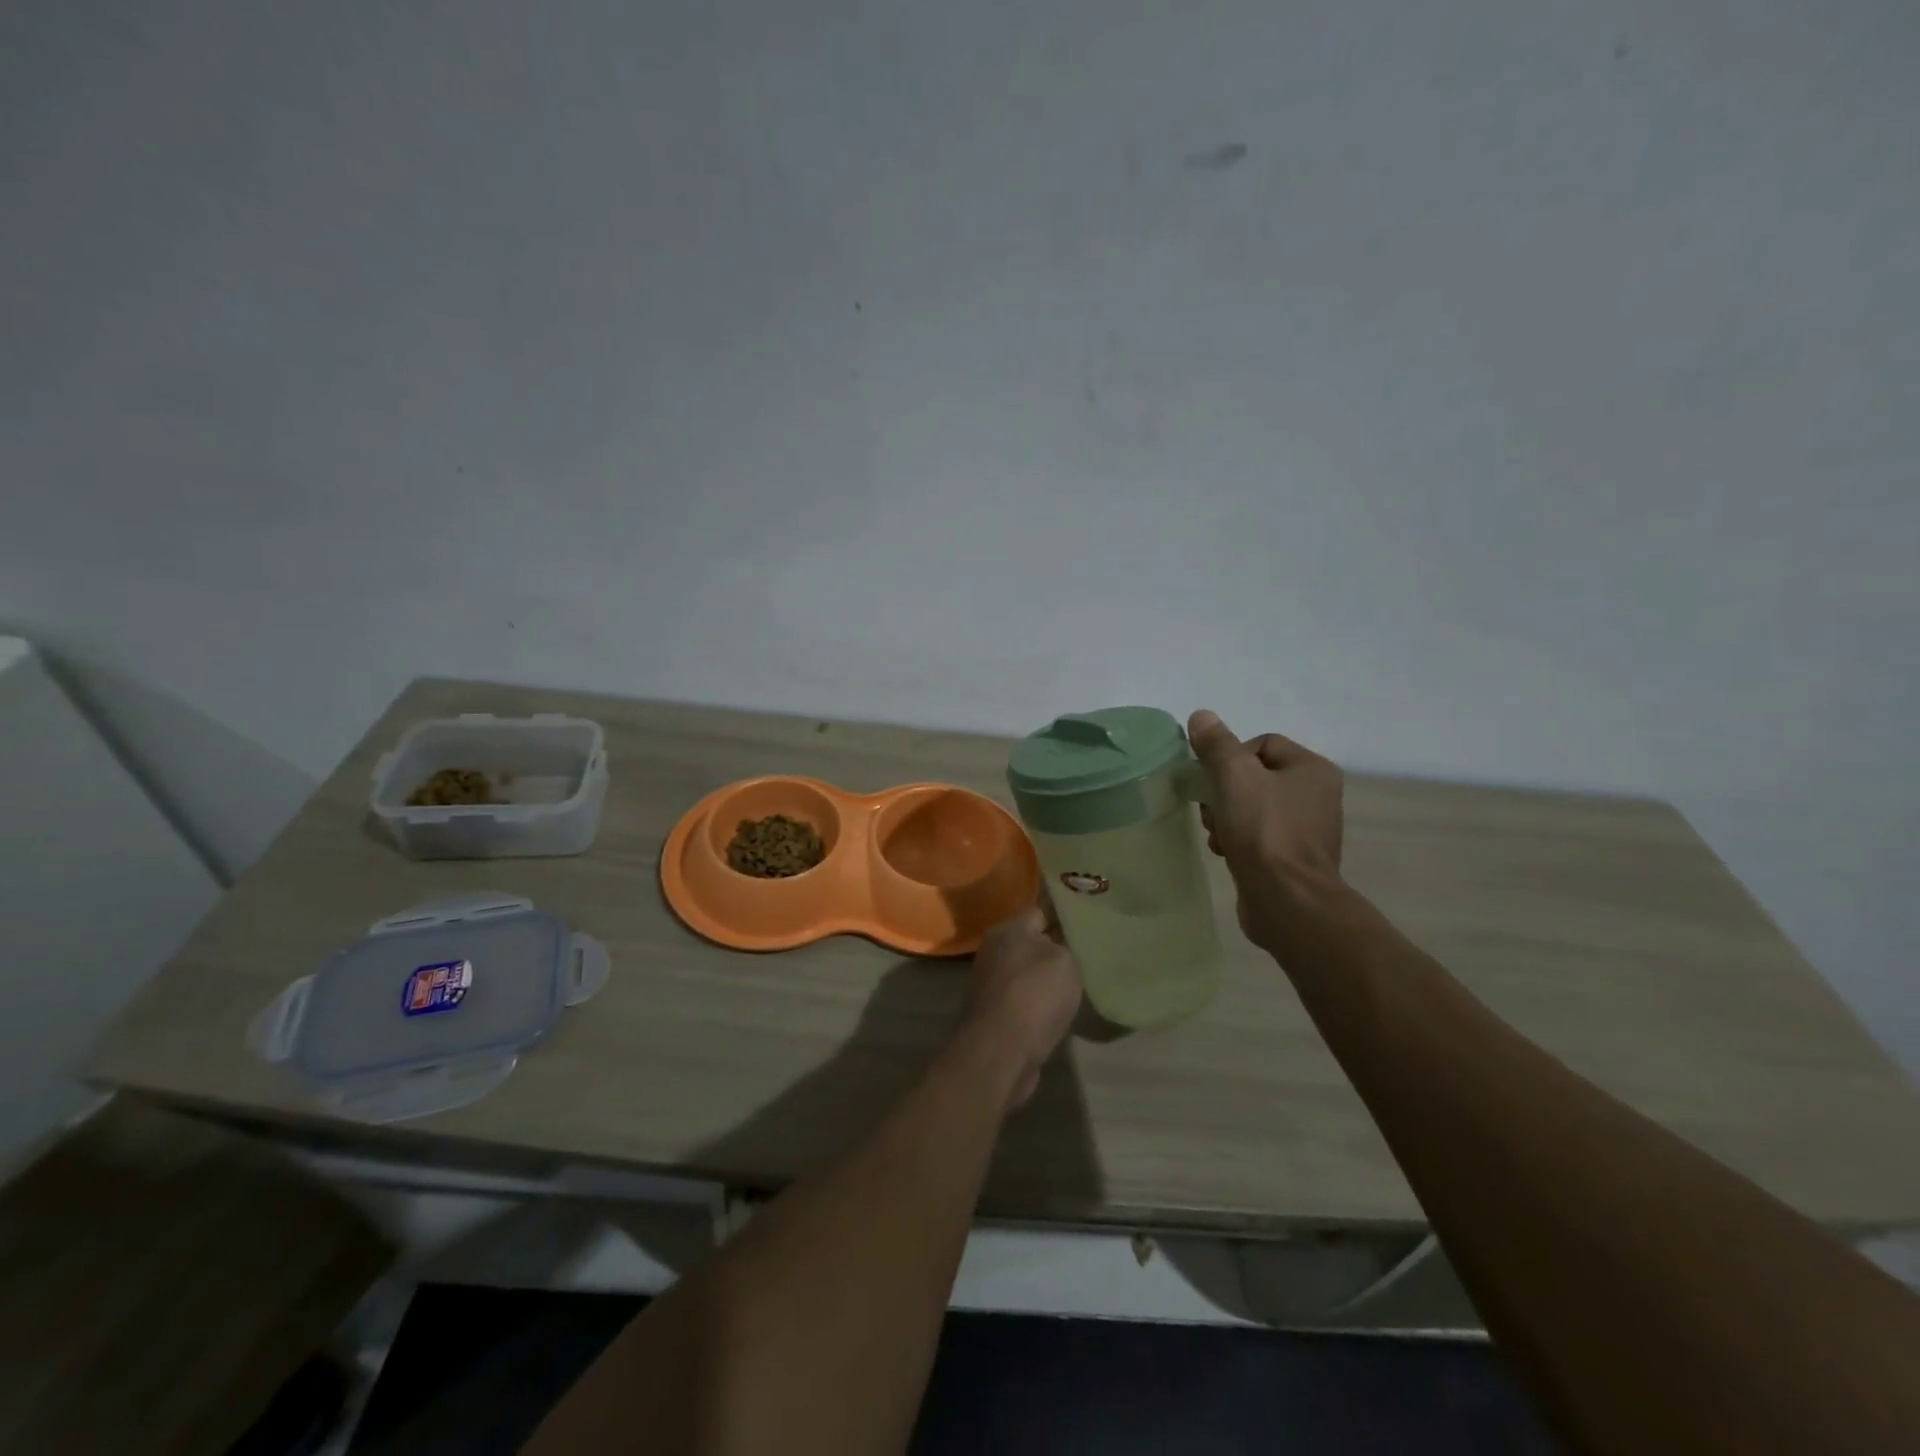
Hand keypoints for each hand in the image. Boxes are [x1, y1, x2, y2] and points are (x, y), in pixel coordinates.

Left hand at [963, 904, 1083, 1108]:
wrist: (1001, 1052)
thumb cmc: (1034, 995)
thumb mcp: (1064, 960)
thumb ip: (1065, 946)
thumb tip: (1058, 948)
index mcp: (1007, 930)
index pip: (1040, 912)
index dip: (1066, 918)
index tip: (1089, 925)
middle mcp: (993, 952)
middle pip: (1032, 944)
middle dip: (1056, 950)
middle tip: (1087, 956)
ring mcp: (990, 985)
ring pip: (1027, 974)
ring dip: (1046, 981)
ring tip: (1078, 987)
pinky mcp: (994, 1015)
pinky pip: (1023, 1001)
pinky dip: (1038, 1006)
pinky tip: (1058, 1013)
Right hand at [1188, 709, 1345, 953]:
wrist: (1287, 901)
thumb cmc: (1264, 831)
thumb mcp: (1234, 776)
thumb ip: (1216, 744)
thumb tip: (1202, 716)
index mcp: (1312, 769)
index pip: (1263, 743)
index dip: (1231, 757)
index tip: (1215, 781)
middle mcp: (1317, 795)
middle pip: (1254, 776)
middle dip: (1224, 791)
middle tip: (1211, 810)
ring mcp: (1307, 830)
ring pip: (1251, 807)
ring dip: (1226, 816)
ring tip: (1216, 834)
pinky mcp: (1292, 859)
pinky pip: (1257, 836)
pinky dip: (1237, 839)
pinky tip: (1224, 852)